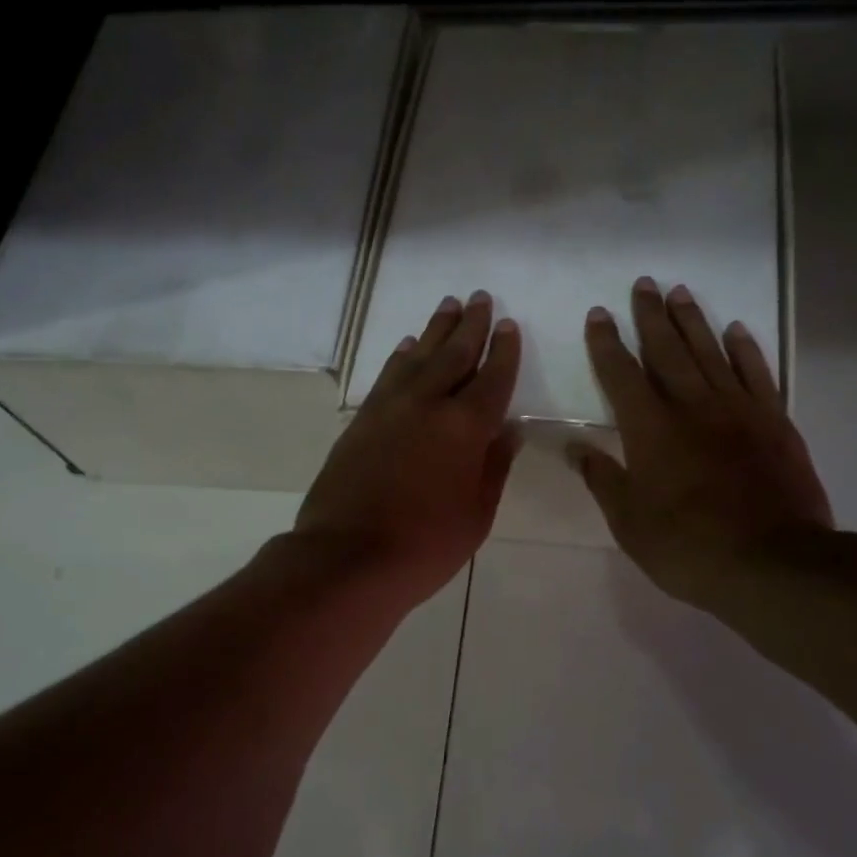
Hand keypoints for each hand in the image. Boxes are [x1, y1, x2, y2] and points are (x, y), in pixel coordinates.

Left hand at [295, 291, 520, 606]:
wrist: (347, 559)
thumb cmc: (425, 547)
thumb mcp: (476, 516)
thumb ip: (494, 468)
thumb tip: (509, 431)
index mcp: (466, 428)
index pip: (492, 378)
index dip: (503, 351)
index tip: (508, 326)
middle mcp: (428, 404)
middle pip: (454, 354)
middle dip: (471, 325)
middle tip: (481, 297)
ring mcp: (390, 408)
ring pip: (418, 356)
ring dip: (436, 329)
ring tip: (448, 305)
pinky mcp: (361, 420)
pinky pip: (388, 376)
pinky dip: (401, 356)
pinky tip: (407, 347)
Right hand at [569, 276, 834, 611]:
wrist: (772, 563)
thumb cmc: (688, 548)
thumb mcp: (629, 523)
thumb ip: (603, 480)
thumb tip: (574, 447)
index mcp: (651, 430)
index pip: (622, 375)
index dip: (608, 344)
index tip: (599, 315)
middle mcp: (693, 407)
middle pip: (668, 350)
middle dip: (651, 317)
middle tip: (643, 285)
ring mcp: (738, 410)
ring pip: (711, 352)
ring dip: (693, 321)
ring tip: (680, 292)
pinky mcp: (774, 422)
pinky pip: (757, 373)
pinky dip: (745, 348)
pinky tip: (735, 330)